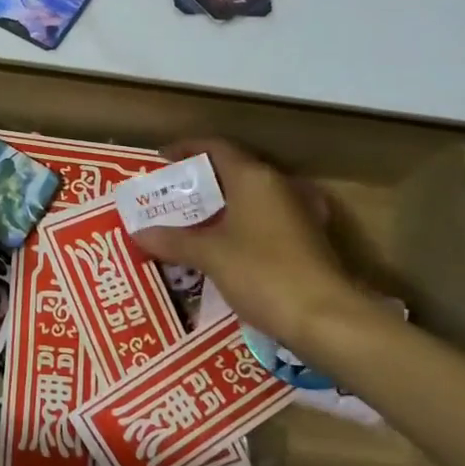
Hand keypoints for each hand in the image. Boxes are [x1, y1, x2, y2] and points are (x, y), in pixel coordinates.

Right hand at [131, 139, 369, 349]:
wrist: (326, 318)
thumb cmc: (262, 273)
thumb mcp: (209, 255)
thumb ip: (172, 240)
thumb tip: (138, 232)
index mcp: (254, 178)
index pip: (216, 147)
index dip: (186, 149)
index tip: (161, 160)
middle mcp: (278, 186)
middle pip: (233, 171)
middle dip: (200, 182)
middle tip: (170, 197)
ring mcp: (297, 213)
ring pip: (250, 198)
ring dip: (221, 206)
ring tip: (190, 222)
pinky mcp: (307, 239)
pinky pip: (264, 221)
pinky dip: (240, 226)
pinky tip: (224, 246)